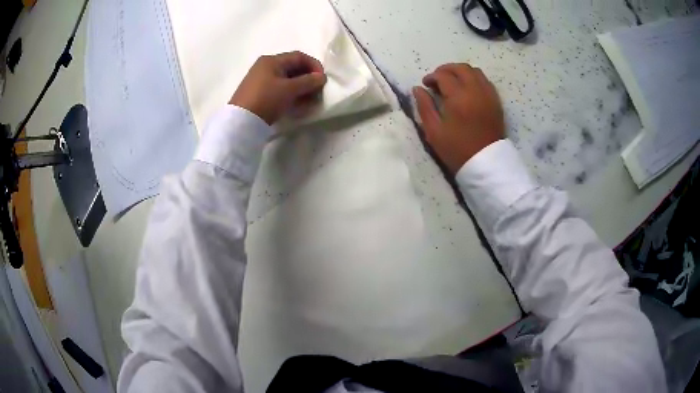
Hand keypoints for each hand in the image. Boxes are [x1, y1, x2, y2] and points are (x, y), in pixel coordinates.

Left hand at [230, 51, 326, 124]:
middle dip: (308, 77)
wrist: (241, 122)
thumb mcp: (289, 89)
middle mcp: (266, 66)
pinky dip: (291, 93)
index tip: (323, 80)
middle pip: (293, 67)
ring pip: (287, 79)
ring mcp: (261, 79)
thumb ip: (308, 81)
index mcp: (272, 60)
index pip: (299, 56)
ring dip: (301, 87)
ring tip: (309, 99)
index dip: (314, 66)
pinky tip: (297, 103)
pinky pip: (279, 88)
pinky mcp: (259, 92)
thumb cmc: (266, 99)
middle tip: (317, 90)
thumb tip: (321, 77)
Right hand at [413, 64, 504, 173]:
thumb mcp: (434, 131)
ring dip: (461, 72)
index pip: (444, 76)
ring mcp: (488, 95)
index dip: (432, 77)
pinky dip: (474, 79)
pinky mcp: (496, 101)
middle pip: (461, 68)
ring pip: (475, 72)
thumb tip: (417, 89)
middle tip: (437, 79)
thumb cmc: (457, 150)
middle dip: (446, 69)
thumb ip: (424, 107)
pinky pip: (485, 81)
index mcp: (459, 97)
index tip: (425, 84)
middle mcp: (475, 91)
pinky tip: (467, 89)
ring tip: (452, 82)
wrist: (485, 163)